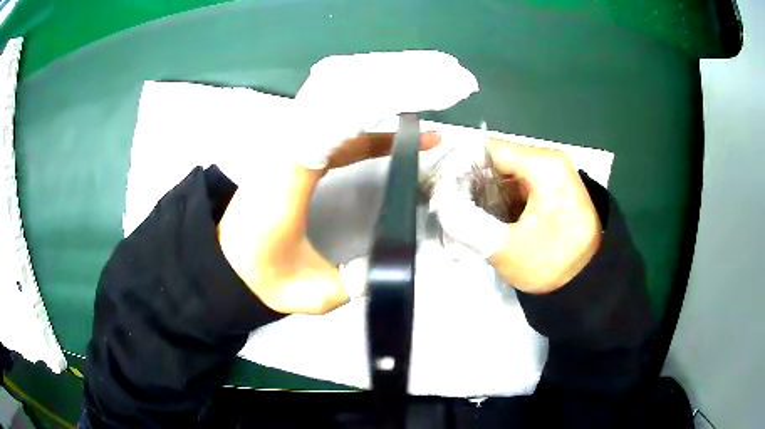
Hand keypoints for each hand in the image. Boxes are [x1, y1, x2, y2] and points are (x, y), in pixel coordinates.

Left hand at [217, 132, 439, 314]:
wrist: (224, 266)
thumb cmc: (262, 277)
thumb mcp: (313, 292)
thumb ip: (357, 283)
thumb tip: (396, 264)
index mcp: (290, 179)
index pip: (336, 132)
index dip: (380, 129)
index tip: (419, 134)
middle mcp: (283, 154)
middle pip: (335, 112)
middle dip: (380, 108)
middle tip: (421, 115)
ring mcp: (279, 151)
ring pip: (326, 114)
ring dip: (366, 111)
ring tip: (406, 114)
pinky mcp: (280, 156)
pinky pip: (319, 128)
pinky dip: (350, 125)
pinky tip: (372, 131)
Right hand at [432, 138, 600, 293]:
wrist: (589, 284)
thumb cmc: (553, 264)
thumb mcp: (506, 248)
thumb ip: (467, 222)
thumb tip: (440, 203)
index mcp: (544, 164)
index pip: (488, 150)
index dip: (461, 168)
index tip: (443, 193)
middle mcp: (551, 160)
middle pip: (497, 160)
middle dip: (472, 183)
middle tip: (453, 210)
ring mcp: (554, 174)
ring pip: (506, 174)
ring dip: (486, 193)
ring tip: (469, 216)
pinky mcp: (554, 189)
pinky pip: (519, 185)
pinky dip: (501, 199)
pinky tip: (491, 219)